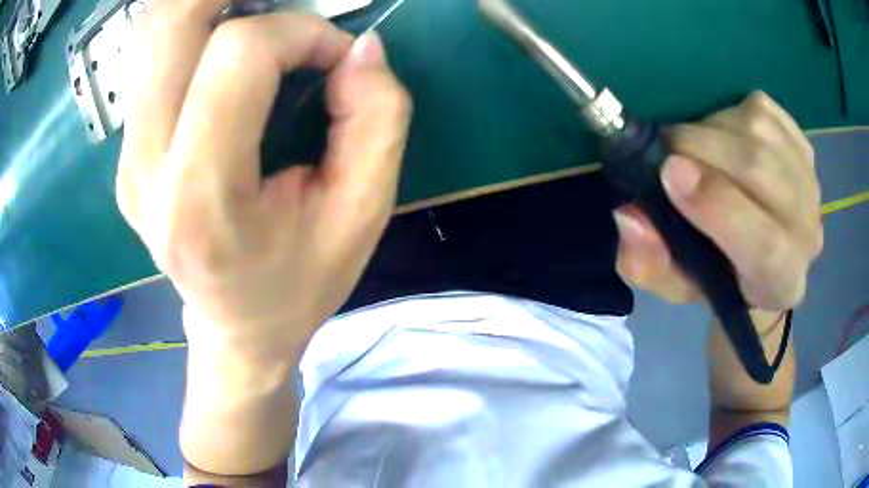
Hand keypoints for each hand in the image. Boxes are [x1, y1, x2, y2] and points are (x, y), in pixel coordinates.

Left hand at [116, 7, 411, 360]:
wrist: (234, 328)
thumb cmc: (298, 282)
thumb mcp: (362, 214)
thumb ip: (376, 120)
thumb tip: (358, 46)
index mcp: (202, 198)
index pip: (237, 56)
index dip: (298, 33)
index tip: (331, 57)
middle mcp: (147, 170)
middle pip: (168, 25)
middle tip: (278, 1)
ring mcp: (128, 158)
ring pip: (149, 33)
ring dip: (204, 3)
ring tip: (254, 10)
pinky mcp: (128, 151)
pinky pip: (149, 59)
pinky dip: (191, 27)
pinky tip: (225, 45)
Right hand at [614, 92, 822, 312]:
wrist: (769, 259)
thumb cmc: (721, 278)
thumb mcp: (677, 286)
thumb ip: (649, 262)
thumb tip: (629, 214)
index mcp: (780, 281)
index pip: (764, 244)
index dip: (718, 205)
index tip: (670, 173)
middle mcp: (807, 231)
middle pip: (759, 170)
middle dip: (701, 148)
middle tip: (666, 152)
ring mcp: (810, 181)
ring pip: (758, 130)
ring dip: (712, 129)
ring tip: (694, 148)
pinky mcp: (803, 144)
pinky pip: (763, 110)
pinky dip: (731, 113)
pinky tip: (724, 135)